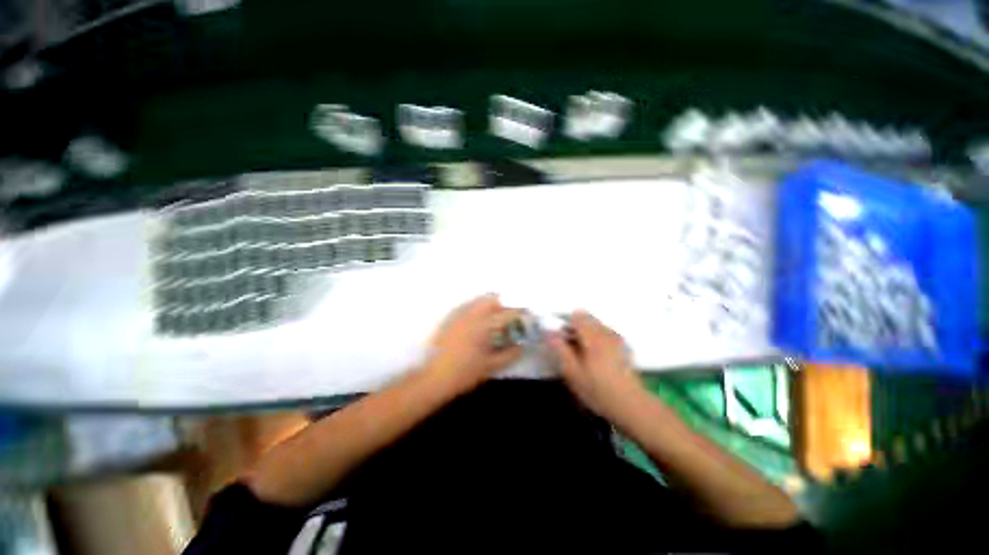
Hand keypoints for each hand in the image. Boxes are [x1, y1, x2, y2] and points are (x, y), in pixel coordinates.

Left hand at [425, 294, 524, 393]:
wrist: (435, 378)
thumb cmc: (464, 373)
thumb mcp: (491, 366)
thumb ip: (509, 355)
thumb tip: (522, 346)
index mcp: (483, 326)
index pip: (506, 314)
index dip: (519, 314)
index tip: (527, 317)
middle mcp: (471, 315)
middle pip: (491, 299)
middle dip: (504, 304)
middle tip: (511, 316)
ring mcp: (459, 316)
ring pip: (478, 302)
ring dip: (491, 306)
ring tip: (497, 319)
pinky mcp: (451, 320)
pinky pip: (468, 307)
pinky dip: (478, 310)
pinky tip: (481, 323)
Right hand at [547, 310, 645, 424]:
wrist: (631, 405)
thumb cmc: (597, 389)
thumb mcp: (571, 372)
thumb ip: (559, 348)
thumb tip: (550, 332)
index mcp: (593, 335)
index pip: (577, 315)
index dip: (565, 323)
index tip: (561, 337)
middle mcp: (606, 332)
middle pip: (588, 319)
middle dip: (576, 328)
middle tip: (570, 348)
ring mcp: (618, 339)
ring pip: (597, 326)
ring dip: (587, 334)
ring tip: (583, 355)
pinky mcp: (625, 348)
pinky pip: (606, 335)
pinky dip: (598, 340)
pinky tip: (598, 360)